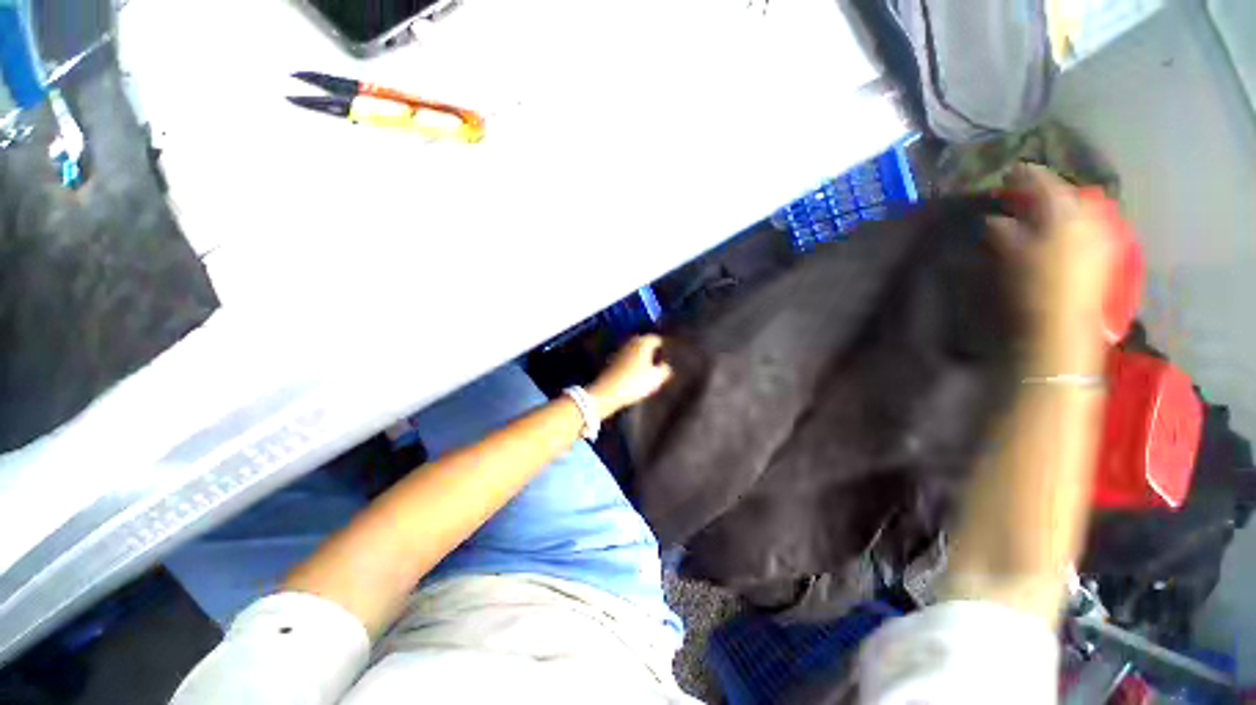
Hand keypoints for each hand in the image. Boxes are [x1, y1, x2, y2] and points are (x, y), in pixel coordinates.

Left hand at [589, 335, 673, 418]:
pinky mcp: (612, 360)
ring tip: (650, 369)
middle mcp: (631, 342)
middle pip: (645, 343)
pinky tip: (636, 373)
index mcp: (643, 342)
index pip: (657, 339)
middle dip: (653, 351)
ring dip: (642, 357)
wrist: (607, 393)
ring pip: (635, 350)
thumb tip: (666, 365)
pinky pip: (628, 358)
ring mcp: (620, 350)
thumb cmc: (634, 383)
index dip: (665, 348)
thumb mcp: (656, 378)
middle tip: (661, 362)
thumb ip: (665, 369)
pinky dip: (633, 362)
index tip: (670, 358)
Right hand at [988, 163, 1113, 368]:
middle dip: (1049, 189)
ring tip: (1046, 209)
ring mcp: (1101, 234)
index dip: (1028, 175)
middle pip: (1069, 193)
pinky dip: (1077, 220)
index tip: (1012, 171)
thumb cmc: (1033, 288)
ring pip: (1083, 208)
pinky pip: (1092, 224)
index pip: (1046, 183)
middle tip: (1029, 191)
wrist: (1064, 325)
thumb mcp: (1011, 256)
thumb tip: (993, 219)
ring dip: (1064, 204)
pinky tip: (1065, 228)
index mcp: (1063, 215)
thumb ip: (1003, 232)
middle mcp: (1088, 218)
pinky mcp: (1105, 252)